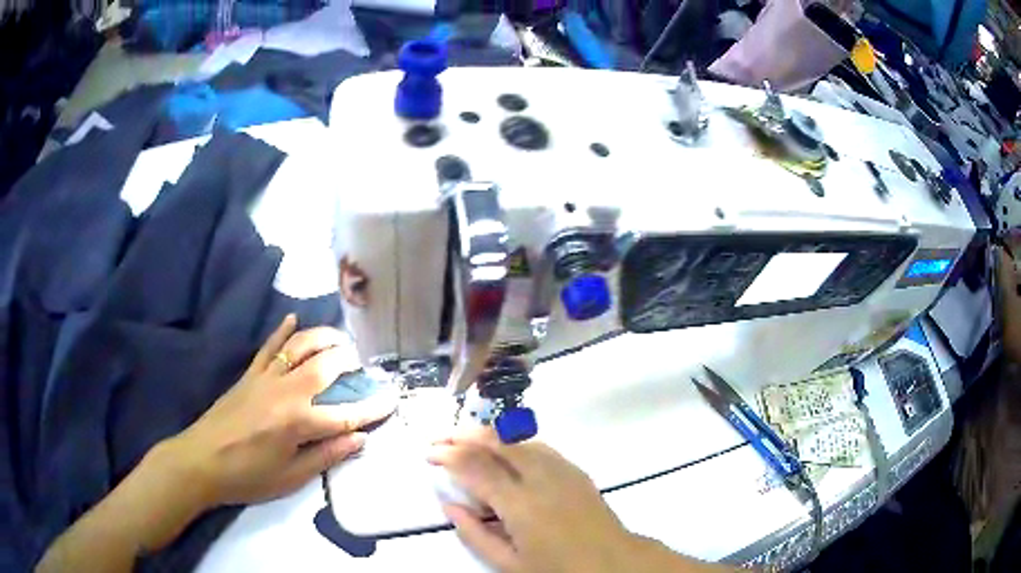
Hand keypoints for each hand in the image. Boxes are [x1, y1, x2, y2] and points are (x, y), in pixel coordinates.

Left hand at [168, 315, 396, 507]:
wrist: (200, 461)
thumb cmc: (247, 476)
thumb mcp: (290, 477)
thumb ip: (326, 456)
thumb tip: (359, 439)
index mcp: (297, 422)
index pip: (345, 413)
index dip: (371, 409)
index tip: (392, 401)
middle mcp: (285, 392)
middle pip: (325, 366)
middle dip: (350, 362)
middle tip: (363, 368)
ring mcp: (265, 378)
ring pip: (299, 347)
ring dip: (323, 338)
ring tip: (340, 341)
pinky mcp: (249, 374)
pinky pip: (269, 347)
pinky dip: (282, 331)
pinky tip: (294, 318)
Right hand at [428, 428, 722, 572]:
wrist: (612, 562)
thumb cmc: (557, 569)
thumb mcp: (508, 563)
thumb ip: (474, 534)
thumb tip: (449, 505)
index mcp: (520, 505)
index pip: (476, 468)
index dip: (449, 455)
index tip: (429, 453)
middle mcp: (540, 478)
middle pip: (497, 442)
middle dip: (464, 435)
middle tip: (440, 439)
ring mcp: (561, 470)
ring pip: (518, 439)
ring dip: (488, 434)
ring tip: (464, 437)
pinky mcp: (574, 470)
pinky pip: (538, 446)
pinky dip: (513, 441)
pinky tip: (503, 448)